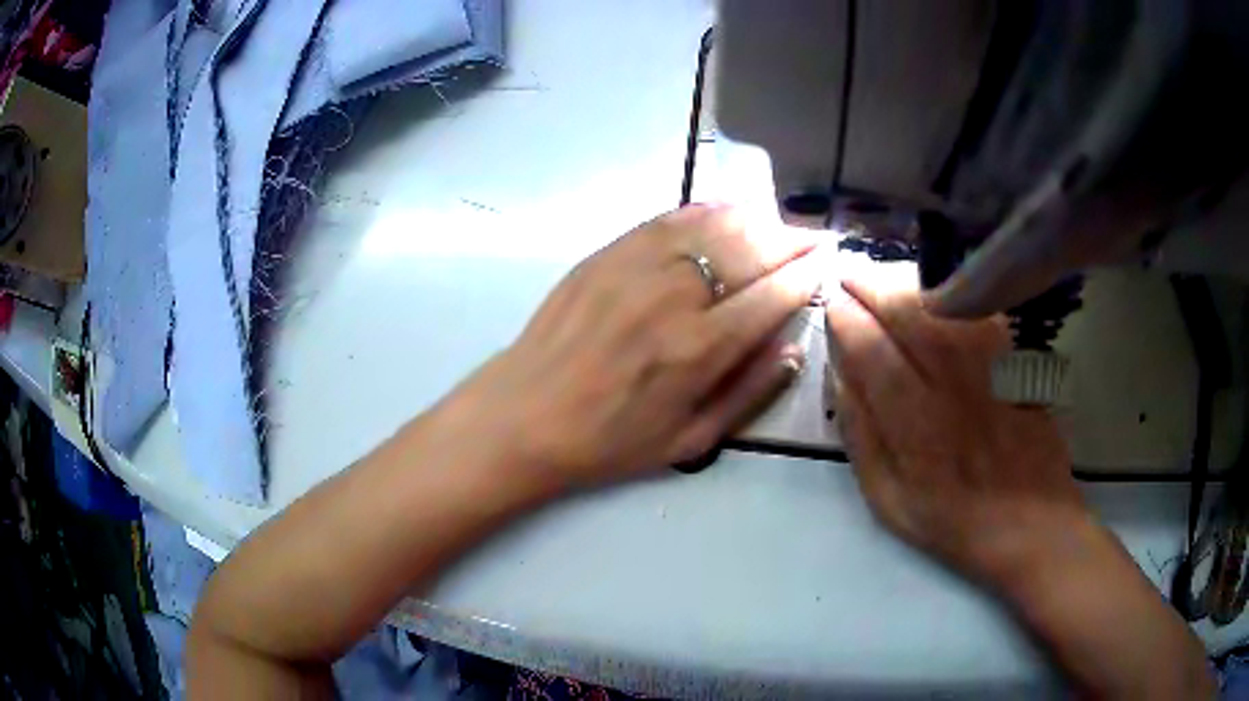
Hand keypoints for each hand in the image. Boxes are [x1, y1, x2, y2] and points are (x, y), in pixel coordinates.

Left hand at [449, 205, 822, 493]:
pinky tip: (727, 211)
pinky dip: (708, 209)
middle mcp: (675, 294)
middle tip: (816, 238)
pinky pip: (671, 217)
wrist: (525, 415)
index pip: (774, 294)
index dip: (808, 273)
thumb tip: (793, 347)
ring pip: (715, 222)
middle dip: (793, 239)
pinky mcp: (609, 251)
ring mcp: (637, 264)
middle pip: (752, 247)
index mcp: (700, 348)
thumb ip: (749, 392)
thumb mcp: (689, 441)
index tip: (830, 261)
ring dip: (757, 219)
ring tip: (779, 225)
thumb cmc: (609, 441)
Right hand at [825, 279, 1084, 588]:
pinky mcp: (1016, 360)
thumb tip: (839, 375)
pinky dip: (954, 290)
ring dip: (907, 281)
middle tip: (849, 275)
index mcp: (916, 428)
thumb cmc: (953, 520)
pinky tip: (936, 287)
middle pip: (908, 315)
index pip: (872, 352)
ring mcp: (990, 368)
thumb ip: (861, 437)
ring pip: (944, 304)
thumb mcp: (888, 499)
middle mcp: (954, 386)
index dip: (846, 320)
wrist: (1029, 523)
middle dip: (871, 285)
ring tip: (883, 276)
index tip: (831, 303)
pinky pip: (980, 309)